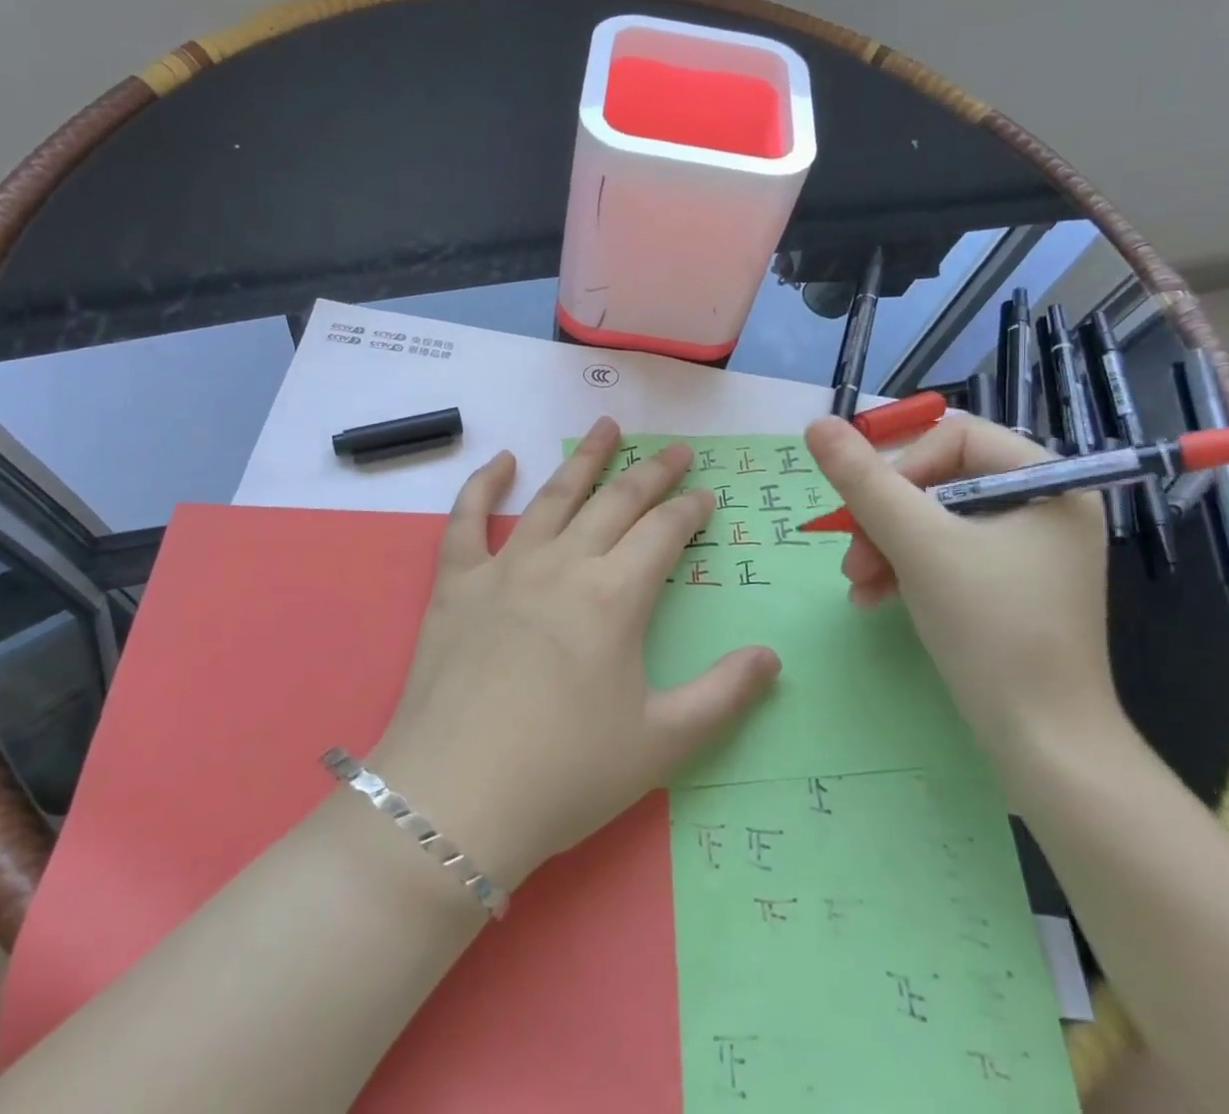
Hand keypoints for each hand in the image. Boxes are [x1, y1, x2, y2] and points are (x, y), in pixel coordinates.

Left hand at [371, 418, 780, 891]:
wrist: (456, 801)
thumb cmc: (566, 775)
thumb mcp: (661, 744)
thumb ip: (723, 695)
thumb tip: (772, 657)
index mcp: (615, 597)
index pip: (663, 533)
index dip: (689, 510)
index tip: (705, 496)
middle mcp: (563, 565)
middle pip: (616, 501)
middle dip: (652, 473)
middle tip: (676, 451)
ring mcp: (505, 568)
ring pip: (553, 496)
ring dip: (584, 459)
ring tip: (607, 427)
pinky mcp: (456, 584)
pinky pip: (467, 520)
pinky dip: (484, 484)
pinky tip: (502, 460)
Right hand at [803, 413, 1117, 761]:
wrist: (1044, 743)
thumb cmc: (990, 627)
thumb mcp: (917, 543)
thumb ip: (863, 480)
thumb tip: (817, 425)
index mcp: (1047, 482)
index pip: (956, 437)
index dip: (901, 464)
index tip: (866, 507)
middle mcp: (1045, 508)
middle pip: (940, 480)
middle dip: (885, 516)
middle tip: (851, 553)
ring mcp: (1029, 551)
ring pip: (935, 520)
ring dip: (886, 545)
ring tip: (856, 581)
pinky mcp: (1011, 587)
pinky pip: (947, 555)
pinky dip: (906, 569)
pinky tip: (873, 597)